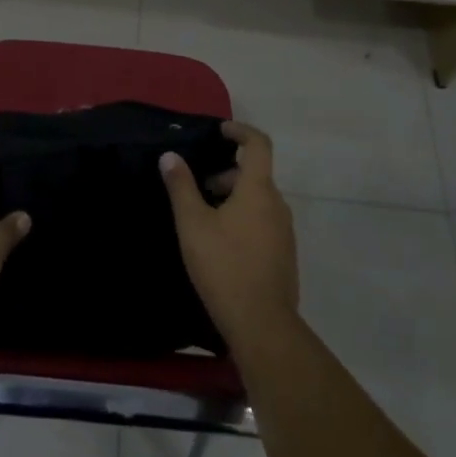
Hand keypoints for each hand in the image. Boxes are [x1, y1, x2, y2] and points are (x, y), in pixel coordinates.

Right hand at [159, 121, 298, 346]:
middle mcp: (277, 205)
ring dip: (233, 199)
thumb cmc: (224, 266)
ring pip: (259, 201)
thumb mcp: (193, 224)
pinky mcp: (284, 255)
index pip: (258, 144)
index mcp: (258, 190)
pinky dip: (244, 219)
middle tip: (198, 189)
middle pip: (255, 175)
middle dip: (226, 174)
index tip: (220, 131)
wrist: (262, 325)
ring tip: (204, 219)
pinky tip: (222, 245)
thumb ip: (181, 186)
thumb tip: (170, 156)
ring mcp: (285, 232)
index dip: (240, 131)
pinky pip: (264, 223)